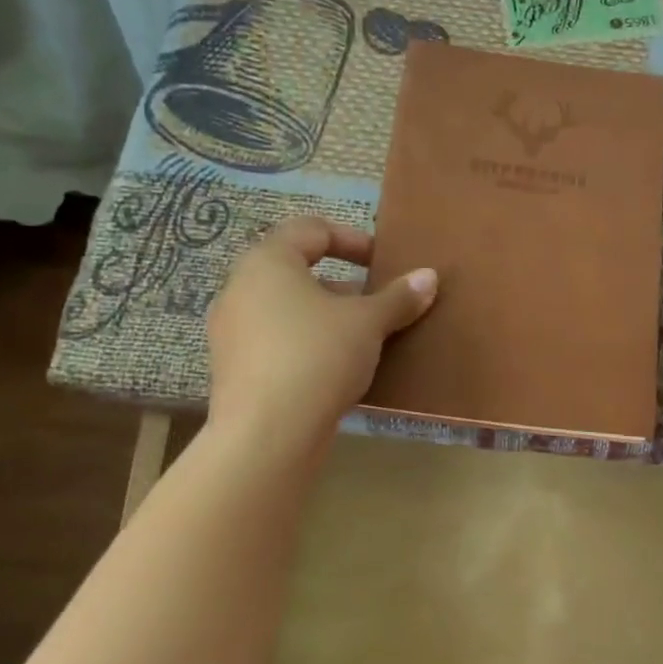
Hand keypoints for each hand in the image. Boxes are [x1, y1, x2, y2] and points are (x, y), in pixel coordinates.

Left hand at [205, 217, 435, 435]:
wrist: (267, 433)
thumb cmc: (317, 356)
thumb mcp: (368, 323)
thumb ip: (398, 298)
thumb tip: (429, 277)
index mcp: (268, 263)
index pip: (310, 230)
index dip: (351, 239)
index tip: (382, 262)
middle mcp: (241, 289)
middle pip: (298, 272)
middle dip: (343, 286)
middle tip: (377, 305)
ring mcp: (233, 332)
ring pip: (288, 311)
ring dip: (327, 318)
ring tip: (363, 341)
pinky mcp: (235, 370)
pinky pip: (278, 343)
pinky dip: (309, 346)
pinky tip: (338, 371)